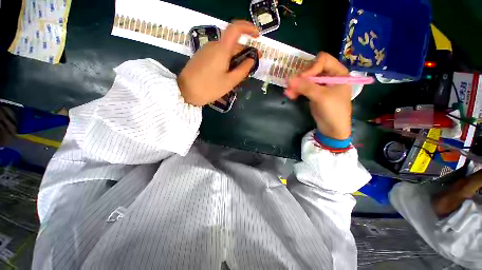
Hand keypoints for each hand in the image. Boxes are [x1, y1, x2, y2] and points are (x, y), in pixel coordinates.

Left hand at [178, 21, 259, 106]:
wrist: (185, 91)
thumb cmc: (209, 88)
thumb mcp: (229, 81)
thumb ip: (243, 69)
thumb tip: (252, 59)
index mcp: (222, 49)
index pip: (236, 28)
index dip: (248, 28)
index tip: (257, 36)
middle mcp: (214, 45)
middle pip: (233, 44)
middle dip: (244, 53)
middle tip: (251, 67)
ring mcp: (206, 50)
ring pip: (226, 50)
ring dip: (236, 59)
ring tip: (239, 74)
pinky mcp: (202, 56)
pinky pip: (219, 55)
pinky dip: (227, 61)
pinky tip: (228, 73)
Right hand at [285, 52, 350, 139]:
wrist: (333, 129)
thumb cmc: (333, 111)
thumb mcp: (321, 97)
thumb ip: (305, 86)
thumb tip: (288, 78)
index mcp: (338, 72)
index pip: (322, 60)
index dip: (311, 68)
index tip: (302, 79)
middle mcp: (329, 76)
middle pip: (312, 69)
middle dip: (301, 78)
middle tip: (291, 86)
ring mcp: (320, 85)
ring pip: (305, 79)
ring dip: (296, 85)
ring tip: (288, 92)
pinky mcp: (313, 93)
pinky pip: (303, 88)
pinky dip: (296, 91)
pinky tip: (290, 95)